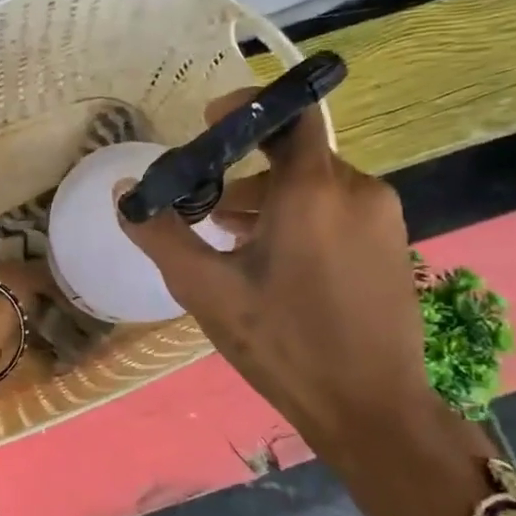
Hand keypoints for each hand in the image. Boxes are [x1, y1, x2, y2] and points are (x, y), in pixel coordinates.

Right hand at [116, 92, 495, 515]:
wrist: (371, 408)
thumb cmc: (282, 342)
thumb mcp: (205, 289)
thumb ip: (161, 234)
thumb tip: (124, 194)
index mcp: (314, 190)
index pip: (289, 114)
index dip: (246, 107)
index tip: (206, 123)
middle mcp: (357, 190)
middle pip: (293, 156)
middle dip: (243, 172)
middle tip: (203, 209)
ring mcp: (381, 219)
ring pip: (314, 186)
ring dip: (268, 200)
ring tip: (228, 240)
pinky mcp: (391, 245)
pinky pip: (337, 210)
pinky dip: (299, 218)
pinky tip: (270, 262)